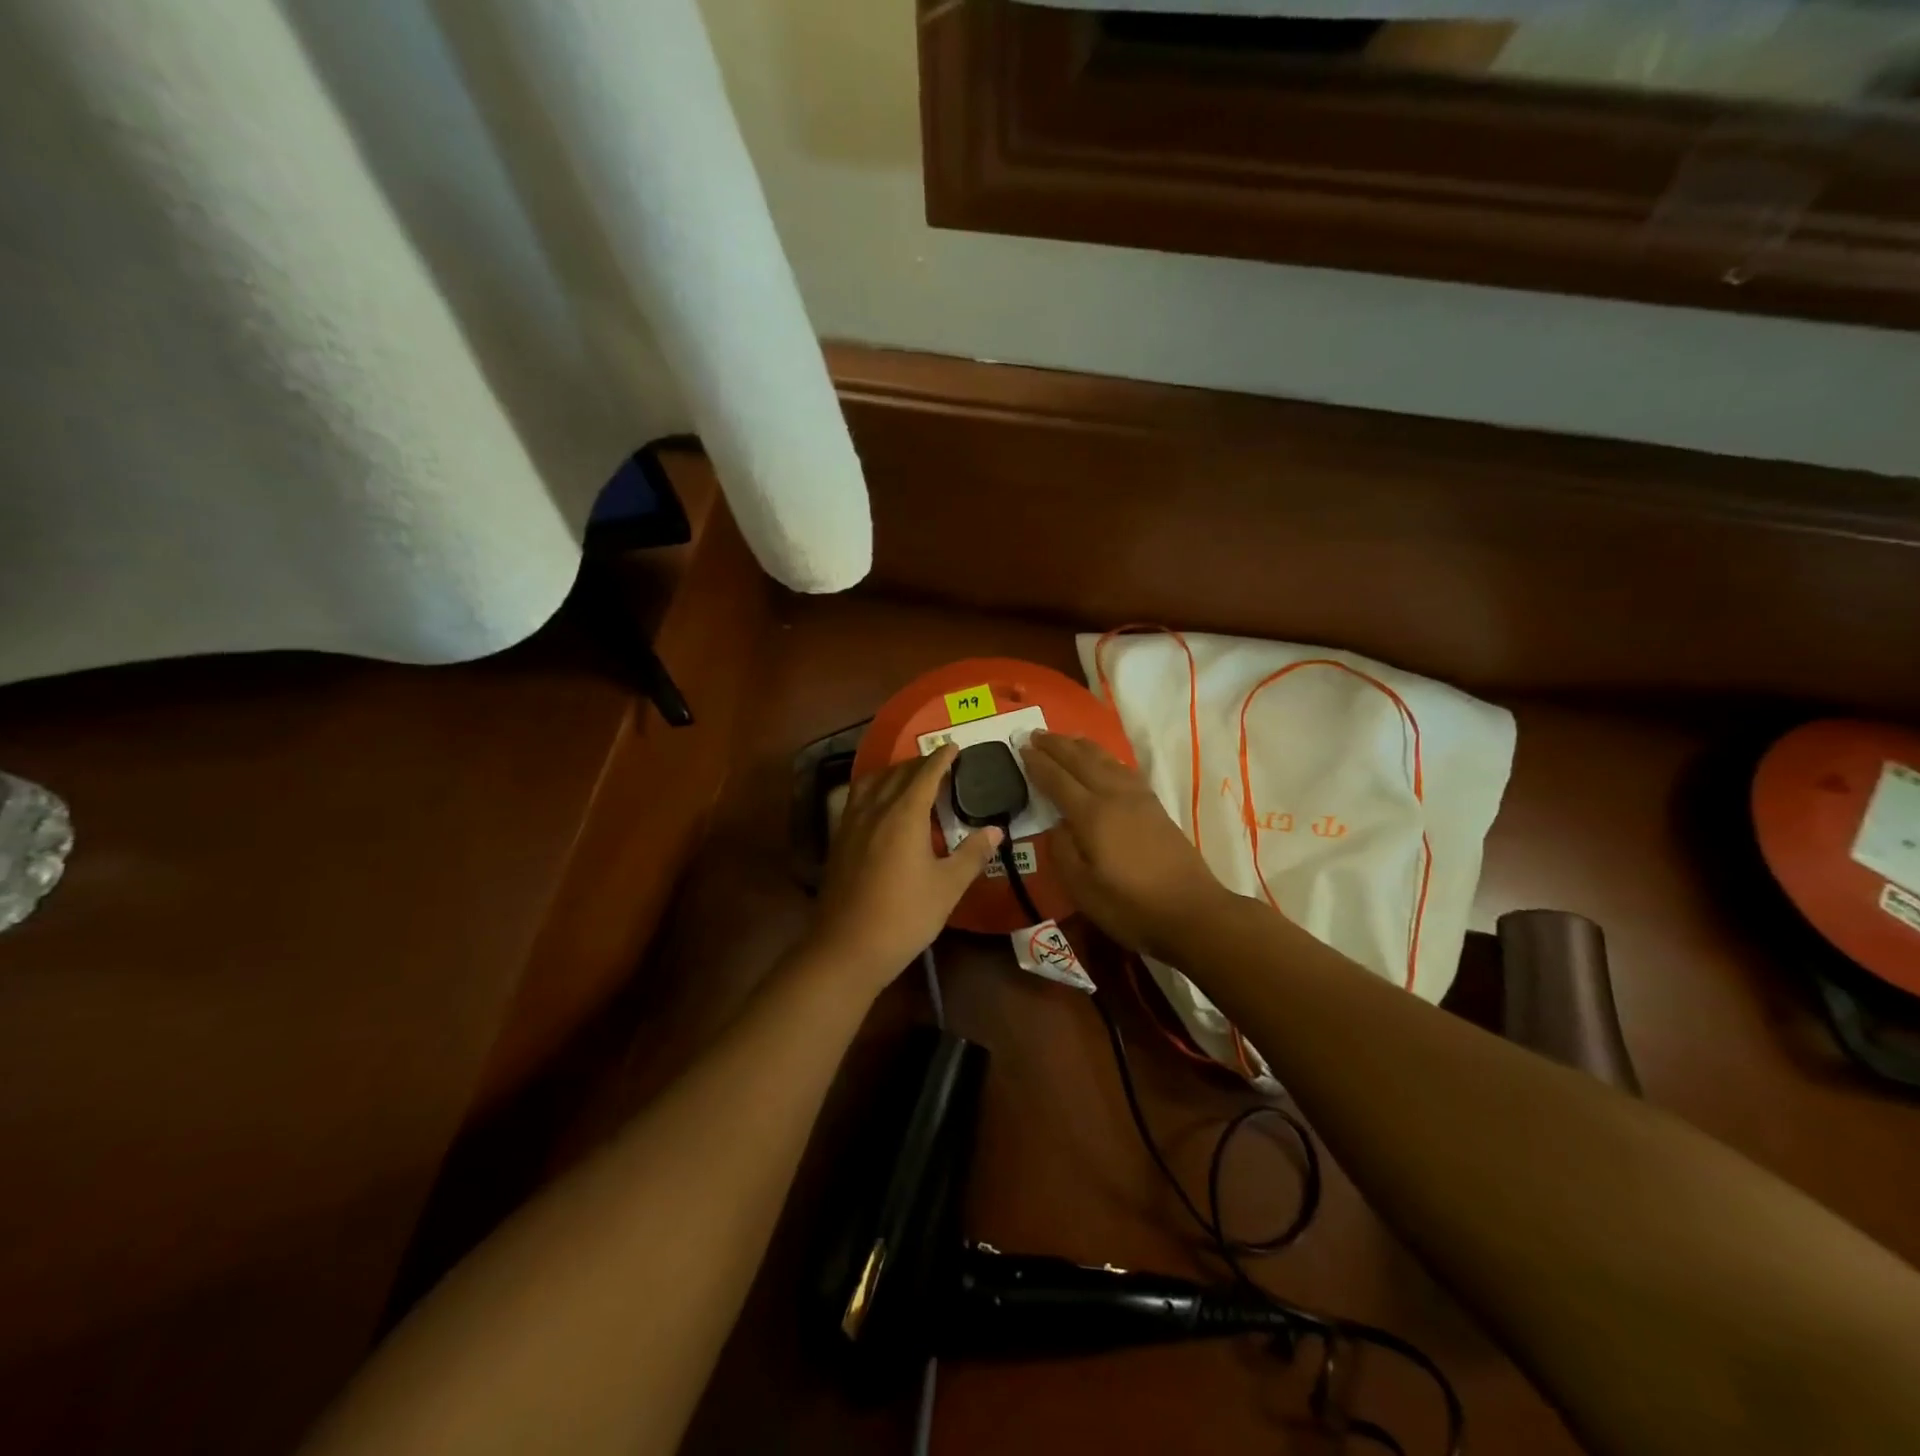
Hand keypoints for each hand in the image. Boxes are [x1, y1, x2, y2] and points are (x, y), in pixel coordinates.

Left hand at [804, 745, 1001, 994]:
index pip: (925, 775)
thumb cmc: (905, 916)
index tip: (954, 747)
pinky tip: (878, 805)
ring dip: (891, 773)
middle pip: (897, 774)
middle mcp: (875, 810)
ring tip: (907, 777)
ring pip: (871, 783)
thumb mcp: (948, 887)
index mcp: (904, 815)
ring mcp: (852, 825)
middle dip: (918, 763)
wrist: (848, 947)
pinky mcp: (839, 841)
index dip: (941, 759)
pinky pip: (856, 800)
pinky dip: (872, 789)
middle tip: (938, 762)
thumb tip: (996, 830)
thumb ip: (972, 854)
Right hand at [1022, 731, 1232, 960]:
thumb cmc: (1130, 906)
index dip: (1038, 763)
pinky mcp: (1155, 806)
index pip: (1057, 780)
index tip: (1020, 747)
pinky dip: (1106, 758)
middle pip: (1081, 761)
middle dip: (1056, 745)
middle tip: (1034, 733)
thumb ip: (1062, 850)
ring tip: (1065, 738)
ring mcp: (1138, 799)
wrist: (1192, 912)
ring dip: (1081, 746)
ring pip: (1105, 760)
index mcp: (1092, 815)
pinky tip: (1104, 761)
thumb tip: (1057, 824)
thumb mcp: (1082, 888)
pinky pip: (1123, 769)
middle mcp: (1114, 796)